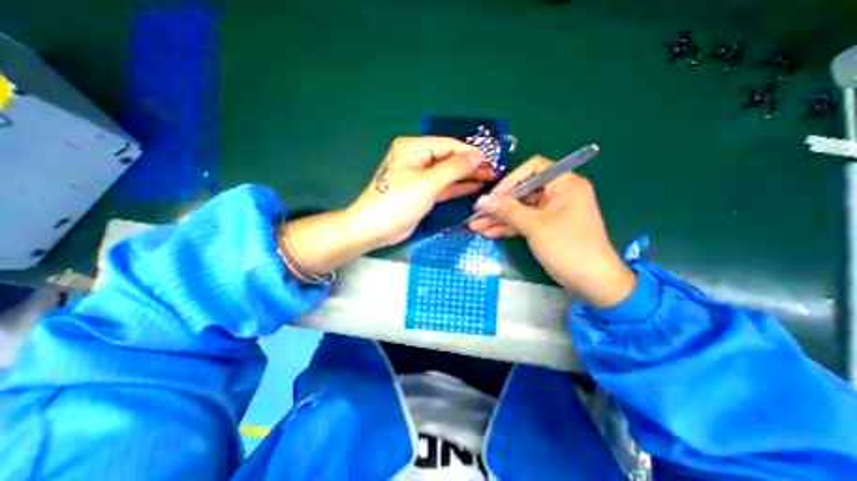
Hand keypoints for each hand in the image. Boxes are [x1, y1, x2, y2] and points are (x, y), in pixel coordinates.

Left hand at [345, 136, 496, 246]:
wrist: (376, 228)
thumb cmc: (399, 202)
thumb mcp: (428, 183)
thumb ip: (454, 168)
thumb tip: (477, 155)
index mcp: (414, 148)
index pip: (448, 145)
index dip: (469, 153)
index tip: (490, 161)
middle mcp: (417, 159)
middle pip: (449, 159)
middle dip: (470, 165)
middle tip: (493, 172)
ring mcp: (420, 177)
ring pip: (448, 174)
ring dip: (466, 177)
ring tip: (489, 178)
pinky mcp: (423, 192)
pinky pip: (443, 186)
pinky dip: (457, 187)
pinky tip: (474, 187)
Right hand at [469, 156, 634, 307]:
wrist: (592, 282)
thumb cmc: (567, 247)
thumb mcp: (534, 226)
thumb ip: (507, 210)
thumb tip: (482, 201)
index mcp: (564, 184)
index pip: (533, 169)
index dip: (511, 180)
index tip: (493, 197)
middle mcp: (558, 194)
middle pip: (522, 192)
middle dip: (499, 205)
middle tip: (477, 215)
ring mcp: (551, 212)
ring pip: (520, 209)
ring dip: (499, 218)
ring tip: (476, 227)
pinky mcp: (546, 228)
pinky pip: (524, 222)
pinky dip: (508, 227)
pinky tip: (488, 233)